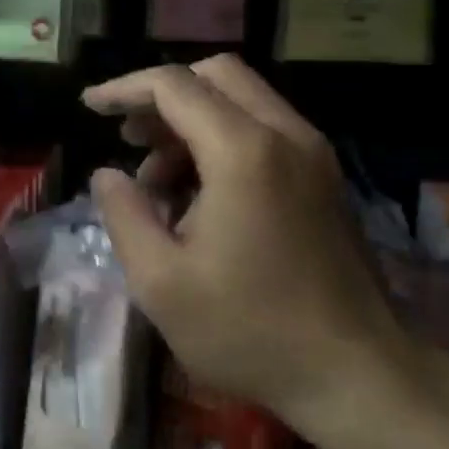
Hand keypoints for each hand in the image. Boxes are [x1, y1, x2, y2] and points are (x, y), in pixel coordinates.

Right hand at [82, 56, 415, 448]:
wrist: (358, 374)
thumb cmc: (250, 329)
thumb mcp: (161, 282)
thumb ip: (124, 215)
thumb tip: (107, 175)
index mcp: (244, 151)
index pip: (174, 86)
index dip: (124, 89)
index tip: (89, 107)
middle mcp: (286, 134)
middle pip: (216, 75)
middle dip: (163, 97)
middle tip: (130, 139)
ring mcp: (314, 154)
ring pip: (244, 100)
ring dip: (193, 122)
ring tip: (159, 183)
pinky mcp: (326, 178)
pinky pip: (266, 130)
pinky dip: (225, 139)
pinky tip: (202, 196)